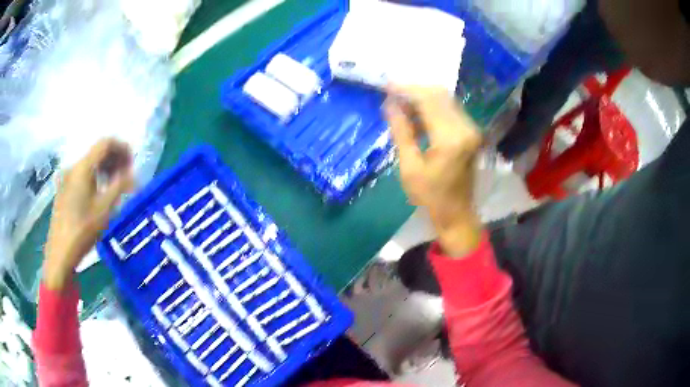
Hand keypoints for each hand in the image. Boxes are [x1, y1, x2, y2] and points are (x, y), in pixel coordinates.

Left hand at [44, 139, 134, 289]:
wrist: (60, 252)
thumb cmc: (83, 230)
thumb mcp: (104, 209)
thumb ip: (119, 187)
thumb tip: (132, 174)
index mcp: (83, 167)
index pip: (105, 143)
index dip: (122, 148)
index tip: (132, 162)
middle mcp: (74, 167)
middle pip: (97, 152)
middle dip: (114, 159)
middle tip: (127, 175)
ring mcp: (67, 178)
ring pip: (90, 164)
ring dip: (105, 168)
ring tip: (115, 185)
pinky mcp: (64, 189)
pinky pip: (82, 174)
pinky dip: (95, 177)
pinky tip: (99, 193)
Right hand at [385, 87, 482, 256]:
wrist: (457, 213)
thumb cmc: (430, 196)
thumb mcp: (409, 167)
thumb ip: (401, 132)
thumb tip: (389, 104)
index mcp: (450, 138)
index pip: (427, 101)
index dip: (406, 89)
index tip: (386, 85)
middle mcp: (465, 128)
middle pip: (439, 95)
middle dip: (414, 89)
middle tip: (392, 91)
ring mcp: (471, 129)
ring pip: (445, 99)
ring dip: (423, 96)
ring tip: (400, 100)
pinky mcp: (470, 132)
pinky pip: (450, 109)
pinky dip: (432, 106)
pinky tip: (415, 111)